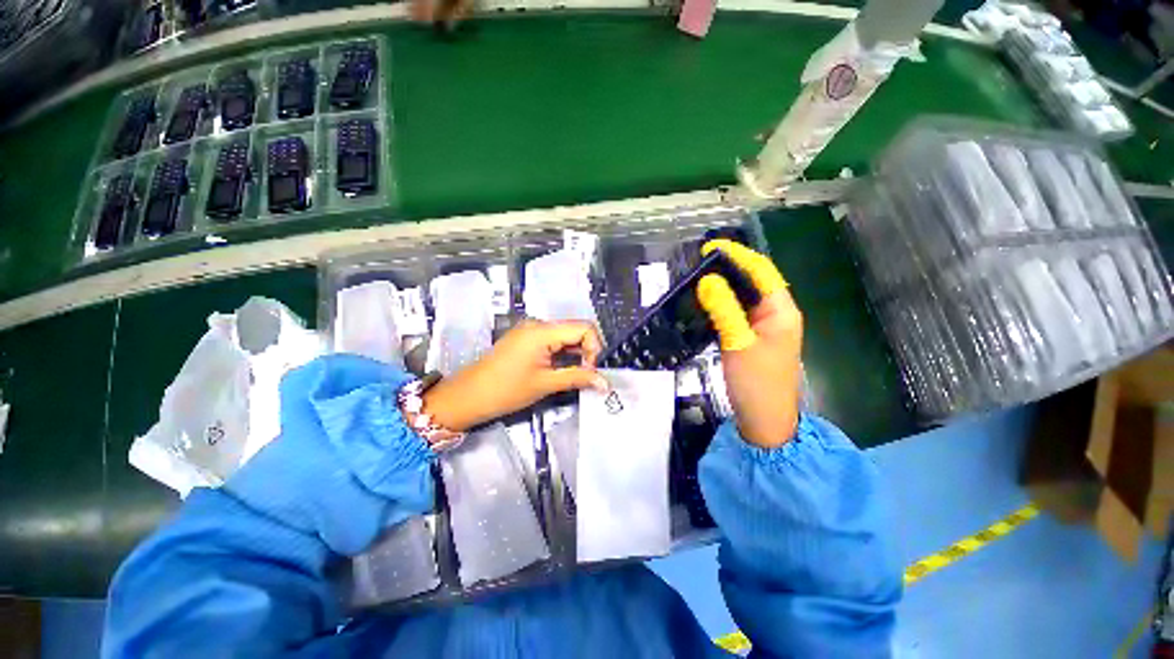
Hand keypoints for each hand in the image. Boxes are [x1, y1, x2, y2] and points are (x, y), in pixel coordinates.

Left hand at [422, 320, 607, 431]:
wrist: (468, 396)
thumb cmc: (506, 390)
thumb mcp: (545, 384)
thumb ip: (578, 378)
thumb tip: (605, 383)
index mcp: (543, 331)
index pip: (584, 328)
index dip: (594, 348)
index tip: (591, 371)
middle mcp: (538, 324)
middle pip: (576, 330)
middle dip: (587, 352)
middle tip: (586, 376)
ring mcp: (531, 331)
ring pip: (565, 336)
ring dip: (575, 355)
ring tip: (575, 376)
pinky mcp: (526, 339)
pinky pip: (553, 341)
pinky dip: (563, 354)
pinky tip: (561, 370)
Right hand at [696, 239, 803, 447]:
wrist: (765, 421)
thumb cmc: (756, 383)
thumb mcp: (738, 343)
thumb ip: (724, 309)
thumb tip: (707, 279)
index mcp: (781, 311)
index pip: (761, 271)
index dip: (738, 256)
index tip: (711, 248)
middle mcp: (775, 314)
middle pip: (753, 282)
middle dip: (729, 268)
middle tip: (698, 262)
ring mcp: (763, 328)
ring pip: (743, 298)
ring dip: (723, 286)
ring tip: (697, 277)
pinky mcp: (751, 339)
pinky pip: (736, 313)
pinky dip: (721, 304)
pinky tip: (704, 303)